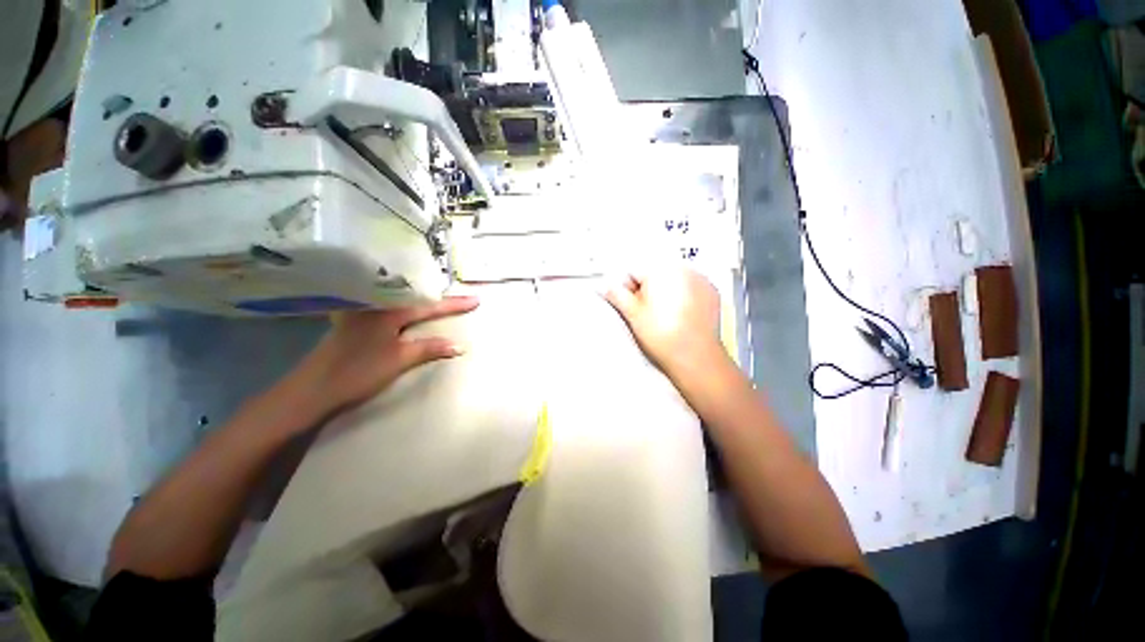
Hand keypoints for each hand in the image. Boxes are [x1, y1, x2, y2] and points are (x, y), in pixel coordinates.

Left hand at [291, 297, 479, 417]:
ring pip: (399, 302)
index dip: (454, 304)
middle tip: (459, 298)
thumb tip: (460, 346)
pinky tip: (406, 310)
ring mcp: (362, 313)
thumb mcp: (399, 360)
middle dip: (438, 297)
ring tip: (438, 301)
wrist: (312, 389)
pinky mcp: (354, 323)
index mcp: (388, 311)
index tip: (476, 300)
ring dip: (420, 301)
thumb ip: (430, 349)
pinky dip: (403, 308)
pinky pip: (387, 308)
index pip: (429, 305)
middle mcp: (375, 306)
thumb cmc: (358, 371)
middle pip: (414, 297)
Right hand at [603, 268, 723, 376]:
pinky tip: (680, 317)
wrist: (695, 356)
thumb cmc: (665, 336)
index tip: (629, 304)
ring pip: (672, 281)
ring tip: (664, 318)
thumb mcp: (632, 314)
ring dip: (665, 293)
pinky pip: (690, 288)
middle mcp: (683, 269)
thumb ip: (615, 294)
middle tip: (646, 314)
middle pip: (653, 274)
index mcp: (660, 270)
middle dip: (646, 290)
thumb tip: (605, 286)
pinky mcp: (711, 292)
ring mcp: (700, 280)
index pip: (633, 270)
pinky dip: (683, 298)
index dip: (627, 289)